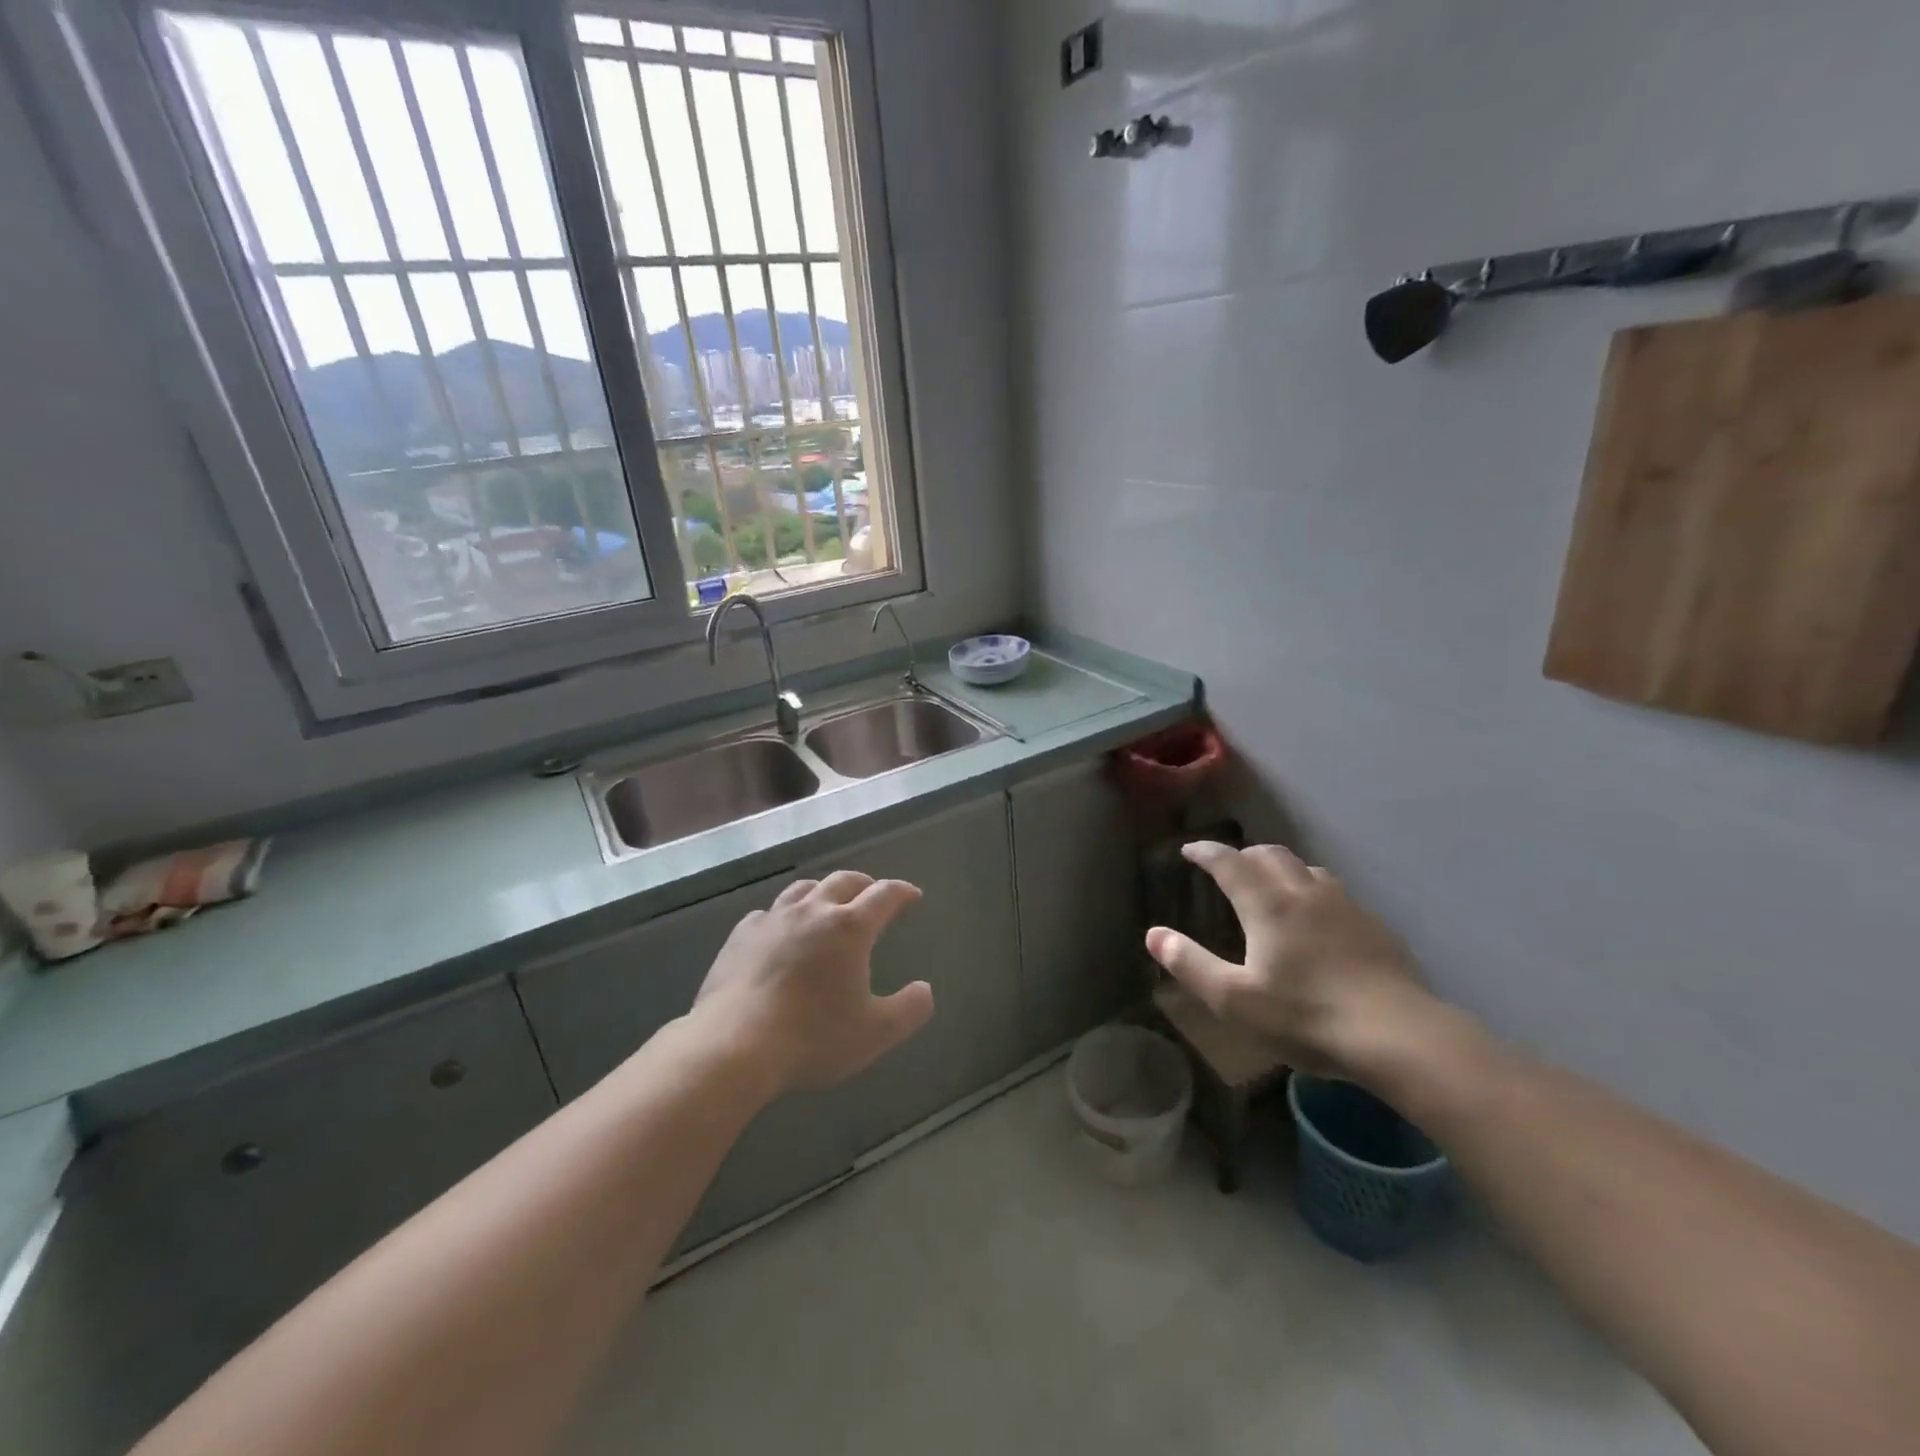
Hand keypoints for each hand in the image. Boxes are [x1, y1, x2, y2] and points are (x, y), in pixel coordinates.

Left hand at [691, 871, 934, 1093]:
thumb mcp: (875, 1033)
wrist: (734, 1045)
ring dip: (823, 891)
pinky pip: (767, 913)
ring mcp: (773, 919)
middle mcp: (813, 911)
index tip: (912, 896)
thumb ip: (909, 1009)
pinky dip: (783, 916)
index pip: (884, 895)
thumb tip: (925, 990)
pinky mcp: (741, 935)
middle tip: (872, 894)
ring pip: (803, 889)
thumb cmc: (812, 1037)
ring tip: (828, 904)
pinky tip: (780, 931)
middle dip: (864, 884)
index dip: (902, 892)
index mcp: (850, 928)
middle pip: (844, 881)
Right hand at [1145, 842, 1431, 1080]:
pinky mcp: (1375, 926)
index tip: (1189, 850)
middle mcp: (1305, 892)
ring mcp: (1345, 906)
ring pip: (1307, 868)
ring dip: (1281, 868)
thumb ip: (1190, 964)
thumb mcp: (1234, 1000)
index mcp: (1267, 905)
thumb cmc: (1306, 1017)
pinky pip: (1335, 892)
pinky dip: (1313, 890)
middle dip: (1243, 855)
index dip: (1205, 852)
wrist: (1400, 1037)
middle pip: (1270, 855)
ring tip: (1272, 886)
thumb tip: (1152, 935)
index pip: (1229, 862)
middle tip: (1228, 867)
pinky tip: (1319, 919)